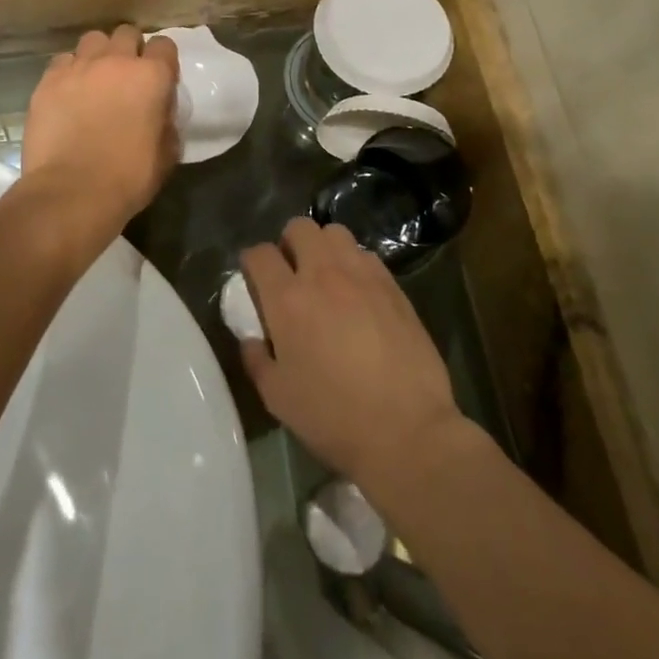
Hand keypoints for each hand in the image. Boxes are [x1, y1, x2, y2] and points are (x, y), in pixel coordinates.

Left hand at [23, 25, 180, 226]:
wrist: (72, 192)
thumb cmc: (128, 178)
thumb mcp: (167, 154)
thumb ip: (167, 123)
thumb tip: (160, 114)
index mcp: (152, 77)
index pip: (164, 45)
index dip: (162, 61)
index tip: (159, 80)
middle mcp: (116, 61)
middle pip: (126, 33)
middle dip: (130, 50)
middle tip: (126, 77)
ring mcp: (79, 67)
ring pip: (92, 40)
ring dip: (98, 55)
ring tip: (95, 79)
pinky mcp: (48, 80)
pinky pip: (63, 61)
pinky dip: (69, 71)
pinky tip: (68, 93)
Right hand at [239, 218, 464, 495]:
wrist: (407, 430)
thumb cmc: (333, 417)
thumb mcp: (277, 397)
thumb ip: (256, 359)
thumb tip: (252, 338)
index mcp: (288, 300)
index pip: (259, 254)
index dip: (251, 262)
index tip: (254, 278)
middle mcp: (323, 275)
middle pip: (299, 227)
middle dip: (288, 243)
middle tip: (291, 273)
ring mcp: (362, 276)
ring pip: (336, 233)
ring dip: (323, 247)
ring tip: (326, 277)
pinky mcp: (393, 286)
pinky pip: (366, 256)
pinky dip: (354, 264)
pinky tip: (358, 293)